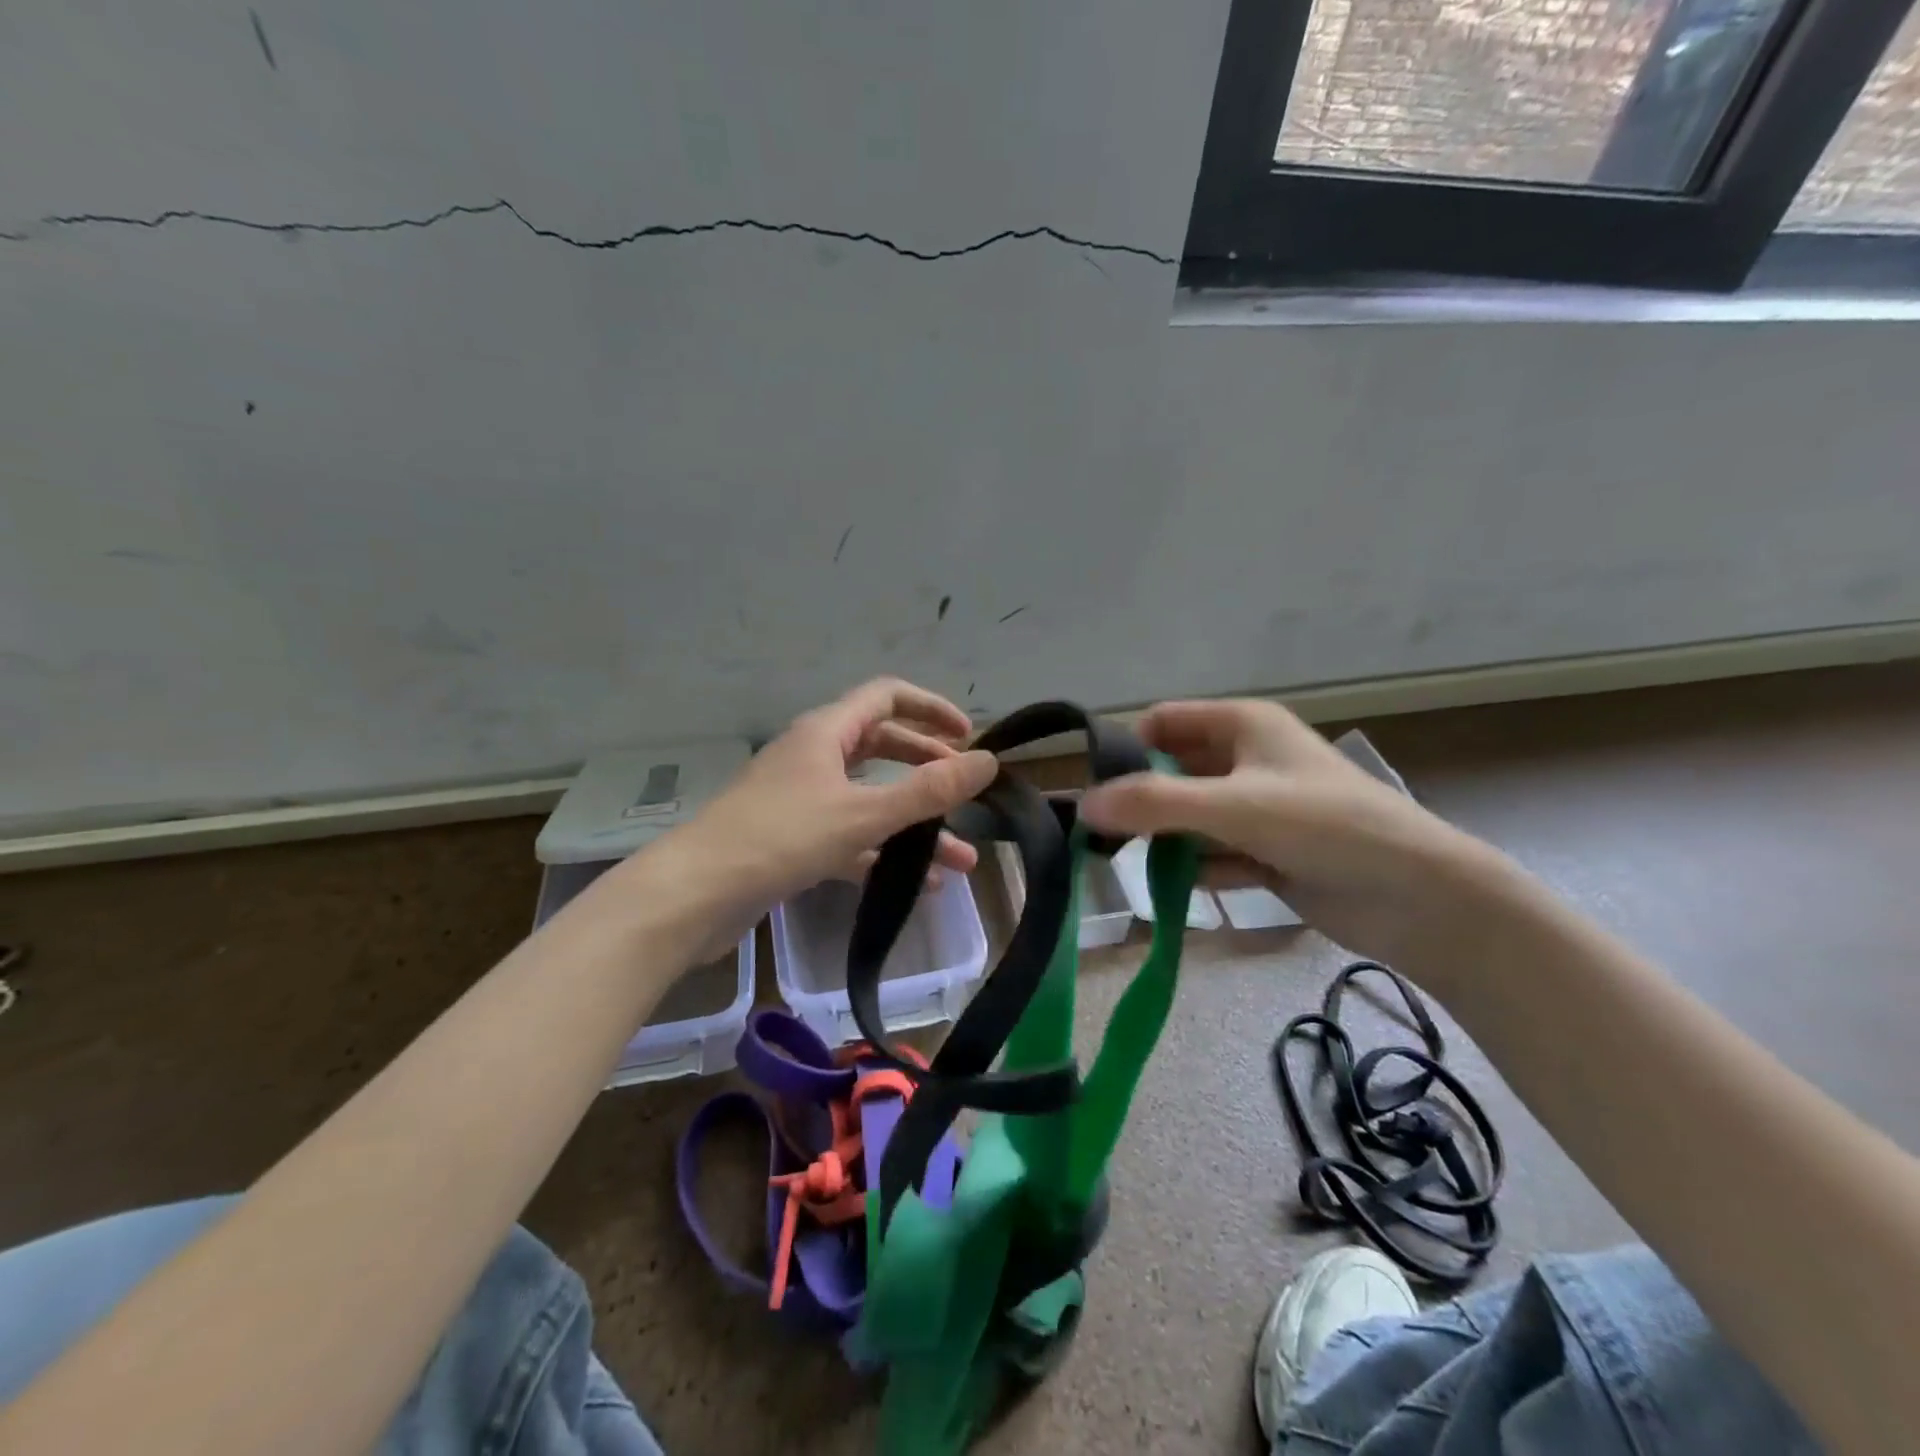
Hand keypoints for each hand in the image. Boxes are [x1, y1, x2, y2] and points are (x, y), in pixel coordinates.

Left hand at [621, 679, 997, 956]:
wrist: (695, 895)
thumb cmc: (780, 839)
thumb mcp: (864, 813)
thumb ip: (929, 790)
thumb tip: (988, 761)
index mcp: (826, 732)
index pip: (888, 697)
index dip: (931, 709)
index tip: (969, 736)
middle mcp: (813, 756)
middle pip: (882, 747)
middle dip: (928, 769)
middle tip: (965, 794)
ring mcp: (800, 799)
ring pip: (869, 798)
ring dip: (913, 823)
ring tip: (960, 859)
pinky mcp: (792, 839)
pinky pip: (850, 835)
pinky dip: (883, 851)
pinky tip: (916, 883)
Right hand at [1079, 700, 1511, 968]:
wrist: (1421, 898)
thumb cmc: (1325, 826)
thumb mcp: (1233, 806)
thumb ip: (1154, 803)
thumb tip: (1082, 805)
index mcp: (1242, 726)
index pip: (1164, 722)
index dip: (1127, 748)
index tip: (1095, 789)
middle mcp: (1247, 760)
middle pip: (1173, 771)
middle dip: (1140, 800)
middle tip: (1102, 835)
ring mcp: (1259, 809)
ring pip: (1192, 816)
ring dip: (1165, 838)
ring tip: (1129, 864)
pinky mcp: (1269, 853)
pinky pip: (1216, 855)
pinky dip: (1197, 869)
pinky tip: (1180, 889)